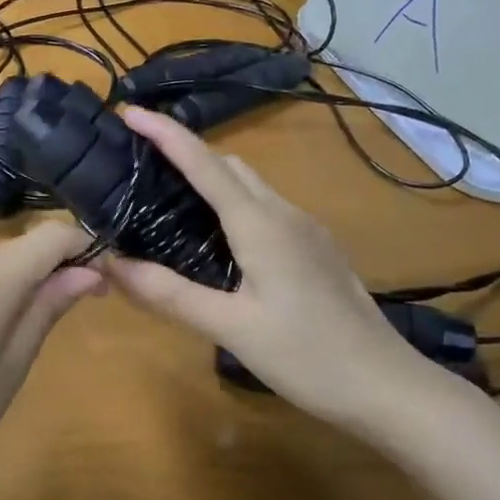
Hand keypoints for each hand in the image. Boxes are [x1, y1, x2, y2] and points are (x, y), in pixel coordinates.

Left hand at [0, 220, 102, 499]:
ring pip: (3, 257)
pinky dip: (2, 286)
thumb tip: (91, 271)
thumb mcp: (13, 365)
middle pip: (26, 244)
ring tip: (43, 325)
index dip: (84, 249)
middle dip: (60, 266)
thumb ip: (48, 307)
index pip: (52, 235)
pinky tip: (0, 328)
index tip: (106, 282)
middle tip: (81, 309)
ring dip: (31, 277)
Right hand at [102, 106, 456, 434]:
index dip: (166, 134)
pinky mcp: (316, 249)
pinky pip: (265, 207)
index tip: (130, 112)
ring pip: (250, 185)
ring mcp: (306, 230)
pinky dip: (231, 201)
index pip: (204, 163)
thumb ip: (170, 294)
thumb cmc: (307, 357)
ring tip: (167, 192)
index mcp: (260, 224)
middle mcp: (284, 214)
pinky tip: (215, 234)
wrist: (388, 387)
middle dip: (184, 149)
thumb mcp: (231, 328)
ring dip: (209, 175)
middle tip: (139, 158)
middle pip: (229, 164)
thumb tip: (111, 264)